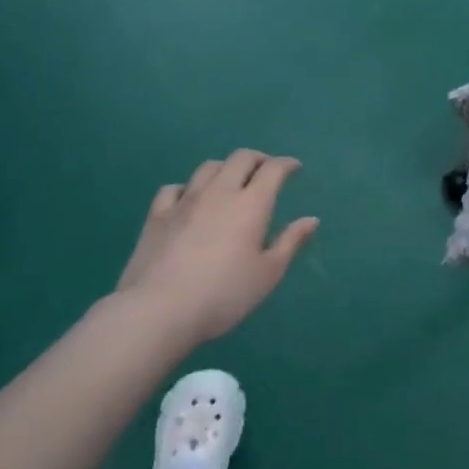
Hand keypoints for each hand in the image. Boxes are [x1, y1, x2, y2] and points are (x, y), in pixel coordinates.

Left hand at [108, 149, 318, 344]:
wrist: (159, 310)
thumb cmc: (224, 295)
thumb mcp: (267, 274)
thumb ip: (290, 242)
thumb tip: (311, 219)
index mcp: (251, 205)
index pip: (273, 170)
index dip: (286, 164)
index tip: (295, 168)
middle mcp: (219, 192)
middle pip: (240, 159)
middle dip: (258, 159)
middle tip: (266, 171)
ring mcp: (185, 201)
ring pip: (208, 168)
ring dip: (225, 168)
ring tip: (231, 181)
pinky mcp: (157, 215)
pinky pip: (174, 188)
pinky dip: (188, 187)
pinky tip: (189, 200)